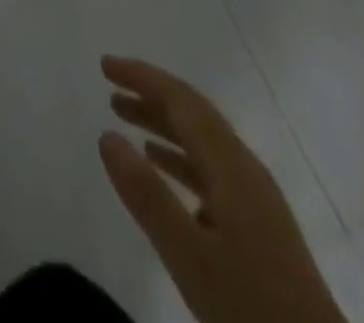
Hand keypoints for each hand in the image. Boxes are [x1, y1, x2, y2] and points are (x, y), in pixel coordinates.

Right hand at [98, 56, 344, 322]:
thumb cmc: (252, 308)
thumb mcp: (190, 256)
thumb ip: (147, 195)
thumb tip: (106, 134)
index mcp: (232, 167)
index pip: (182, 101)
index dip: (143, 77)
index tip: (105, 65)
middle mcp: (245, 169)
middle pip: (193, 113)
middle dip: (150, 93)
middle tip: (109, 85)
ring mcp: (255, 198)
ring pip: (201, 140)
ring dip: (161, 122)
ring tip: (123, 117)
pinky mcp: (258, 224)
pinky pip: (210, 168)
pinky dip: (178, 155)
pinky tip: (159, 166)